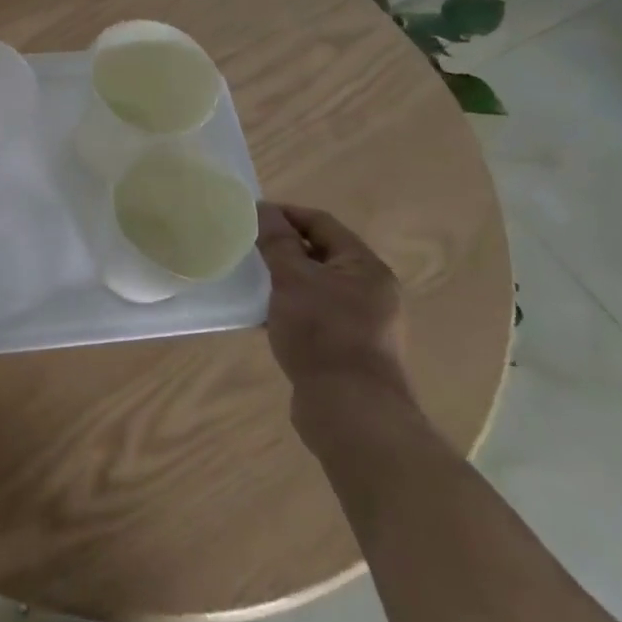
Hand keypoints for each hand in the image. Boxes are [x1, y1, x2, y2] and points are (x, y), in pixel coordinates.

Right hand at [257, 203, 416, 446]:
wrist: (352, 411)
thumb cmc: (323, 333)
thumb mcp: (293, 279)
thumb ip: (277, 242)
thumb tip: (263, 209)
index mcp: (365, 267)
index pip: (322, 223)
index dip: (286, 214)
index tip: (251, 216)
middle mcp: (372, 291)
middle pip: (323, 255)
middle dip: (285, 249)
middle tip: (248, 248)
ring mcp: (365, 325)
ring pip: (319, 288)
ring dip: (287, 281)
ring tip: (253, 282)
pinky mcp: (351, 352)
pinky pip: (318, 317)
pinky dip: (293, 310)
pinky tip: (267, 318)